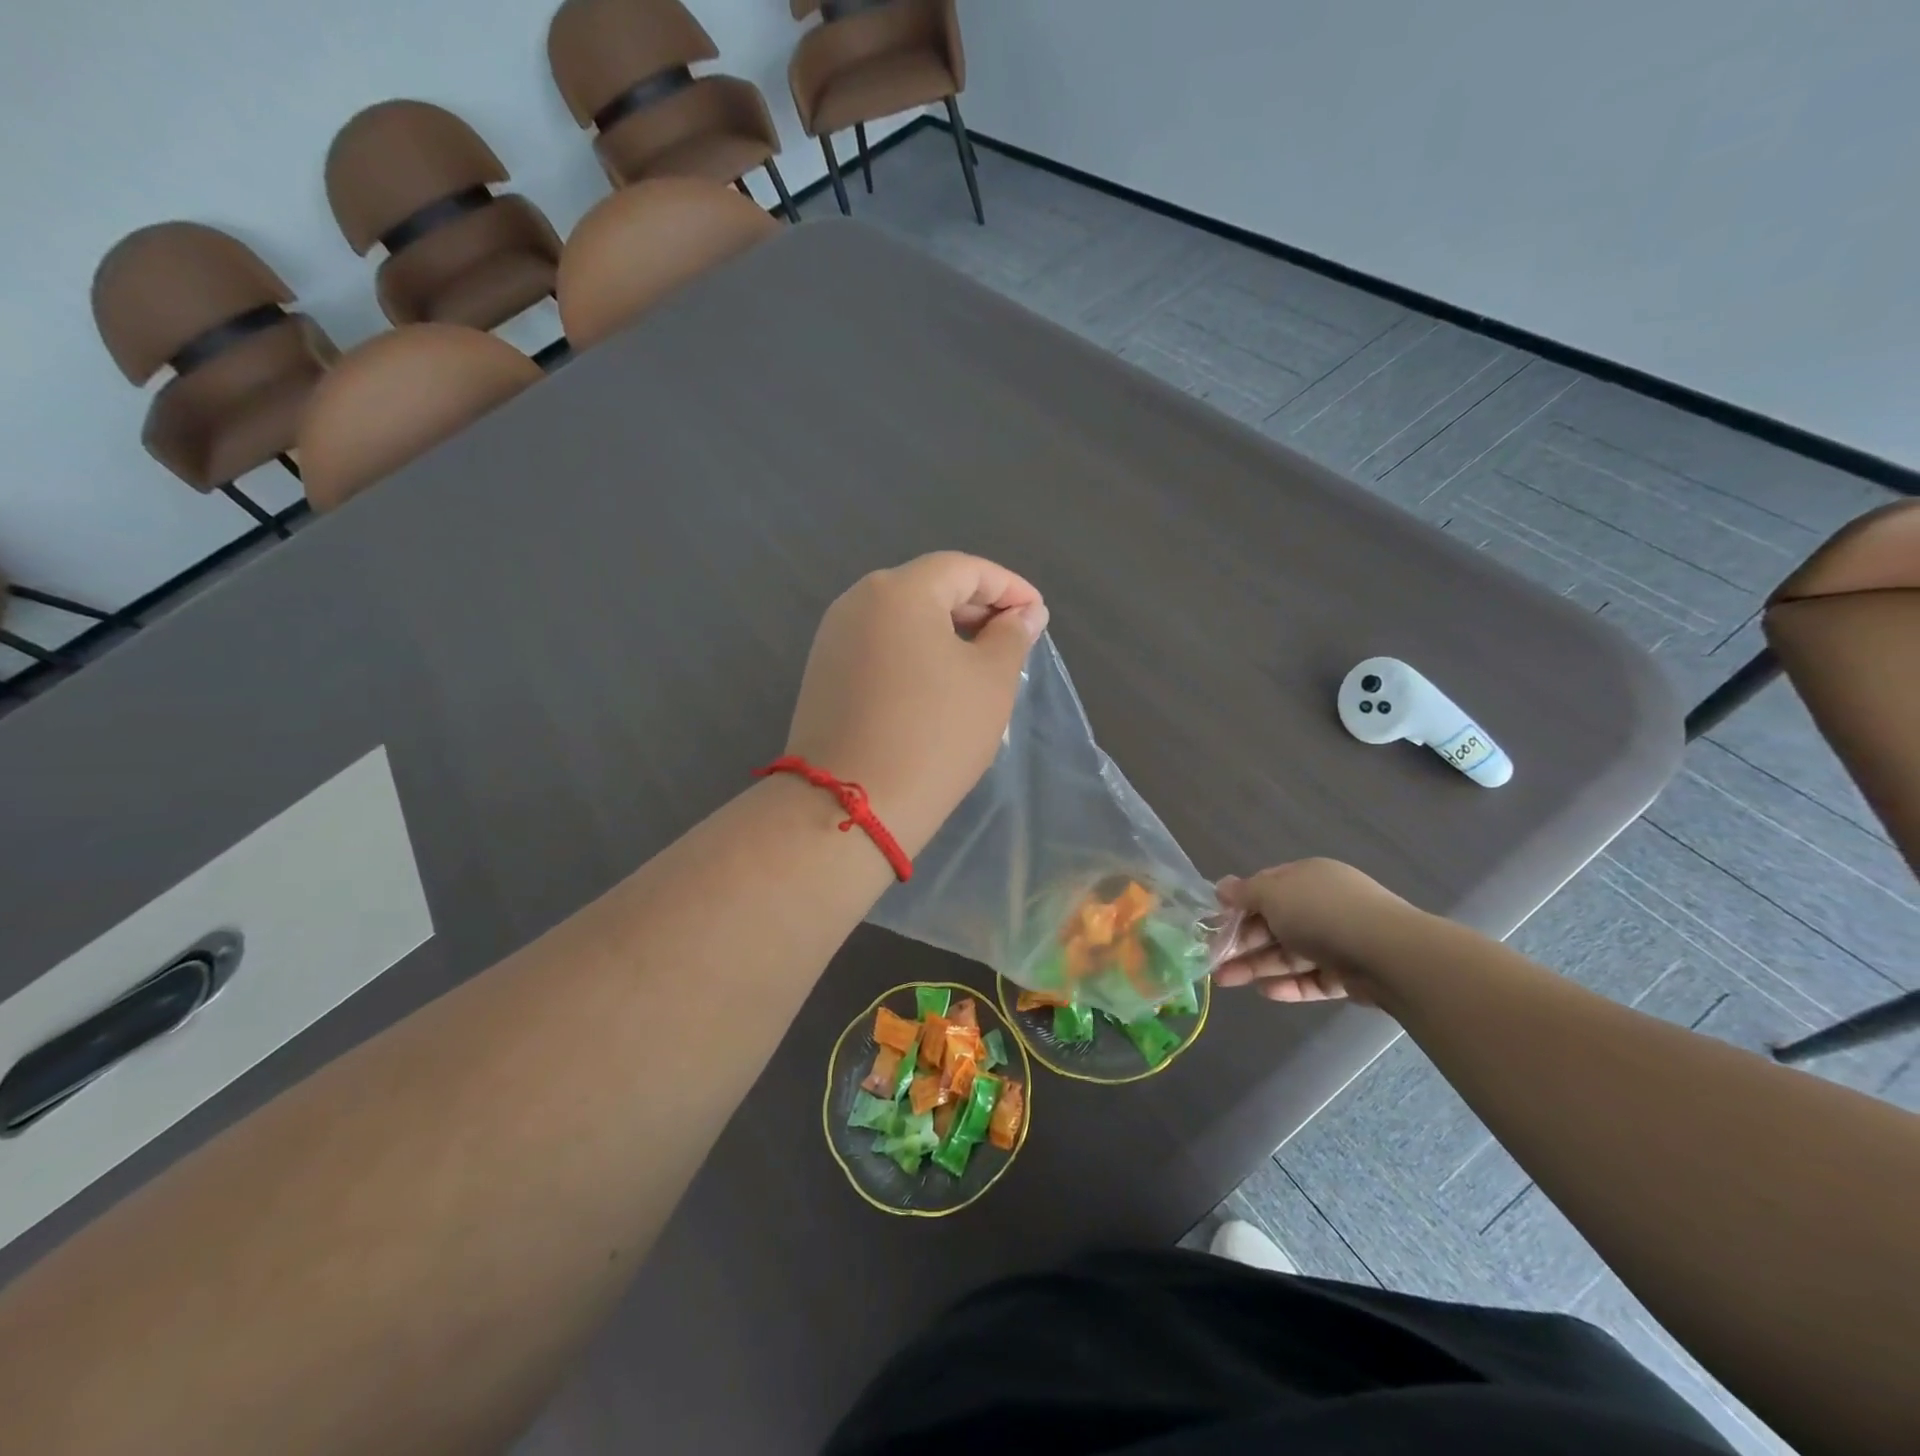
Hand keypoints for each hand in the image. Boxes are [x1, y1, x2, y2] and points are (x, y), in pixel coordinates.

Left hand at [785, 552, 1048, 856]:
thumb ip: (1012, 636)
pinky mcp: (824, 672)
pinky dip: (916, 652)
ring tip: (983, 661)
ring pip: (902, 618)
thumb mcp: (990, 681)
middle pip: (928, 587)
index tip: (1038, 616)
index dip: (1008, 587)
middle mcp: (857, 601)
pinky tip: (939, 682)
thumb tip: (1024, 614)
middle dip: (977, 607)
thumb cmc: (934, 735)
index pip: (964, 569)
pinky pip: (881, 645)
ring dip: (947, 631)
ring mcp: (833, 637)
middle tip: (1015, 639)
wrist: (851, 806)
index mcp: (898, 590)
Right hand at [1212, 860, 1414, 1006]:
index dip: (1238, 904)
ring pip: (1289, 954)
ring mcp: (1338, 940)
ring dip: (1256, 966)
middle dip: (1241, 942)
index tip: (1214, 922)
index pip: (1266, 887)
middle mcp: (1322, 905)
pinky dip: (1289, 985)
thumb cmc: (1321, 912)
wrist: (1389, 954)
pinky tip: (1265, 993)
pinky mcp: (1349, 974)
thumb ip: (1245, 893)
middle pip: (1274, 924)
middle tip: (1213, 960)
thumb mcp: (1273, 894)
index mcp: (1307, 877)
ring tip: (1225, 982)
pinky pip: (1312, 978)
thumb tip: (1221, 886)